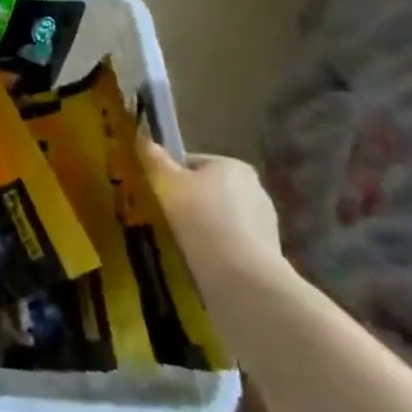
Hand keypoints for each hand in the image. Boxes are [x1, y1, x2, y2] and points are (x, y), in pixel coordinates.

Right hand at [141, 138, 284, 283]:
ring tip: (182, 241)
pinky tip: (201, 257)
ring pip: (221, 217)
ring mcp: (265, 222)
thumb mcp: (166, 182)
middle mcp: (256, 188)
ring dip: (204, 226)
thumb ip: (154, 159)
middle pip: (209, 190)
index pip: (193, 164)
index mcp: (233, 166)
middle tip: (165, 217)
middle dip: (189, 202)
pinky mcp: (268, 252)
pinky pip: (232, 242)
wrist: (239, 273)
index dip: (171, 176)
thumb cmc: (199, 215)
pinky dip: (217, 247)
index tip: (158, 194)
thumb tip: (143, 138)